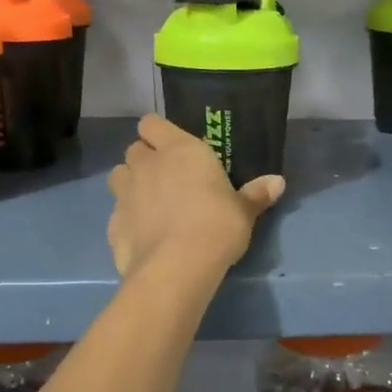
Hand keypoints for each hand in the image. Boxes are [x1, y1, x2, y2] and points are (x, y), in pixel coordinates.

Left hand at [106, 115, 284, 278]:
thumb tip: (278, 182)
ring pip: (118, 175)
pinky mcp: (112, 224)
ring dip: (131, 183)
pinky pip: (117, 212)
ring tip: (150, 201)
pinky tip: (144, 234)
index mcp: (180, 150)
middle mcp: (148, 165)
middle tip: (167, 176)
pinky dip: (127, 218)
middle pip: (135, 148)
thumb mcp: (244, 211)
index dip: (158, 132)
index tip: (171, 145)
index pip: (152, 123)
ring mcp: (125, 194)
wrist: (176, 268)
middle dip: (146, 159)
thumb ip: (256, 194)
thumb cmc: (217, 226)